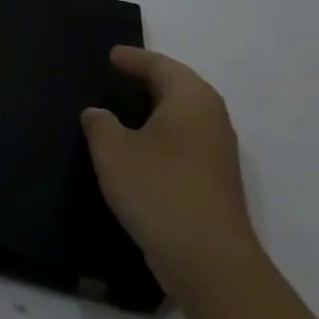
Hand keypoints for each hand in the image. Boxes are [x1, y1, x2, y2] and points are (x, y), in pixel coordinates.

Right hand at [81, 45, 258, 291]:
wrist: (209, 263)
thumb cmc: (158, 190)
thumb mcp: (113, 151)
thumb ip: (100, 124)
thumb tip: (98, 114)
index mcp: (191, 99)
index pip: (160, 65)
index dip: (134, 59)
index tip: (112, 55)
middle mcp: (212, 119)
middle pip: (178, 87)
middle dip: (148, 80)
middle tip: (119, 76)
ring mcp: (219, 153)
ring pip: (184, 117)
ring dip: (157, 111)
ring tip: (125, 110)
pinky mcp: (217, 183)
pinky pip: (186, 143)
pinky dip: (163, 136)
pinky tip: (141, 150)